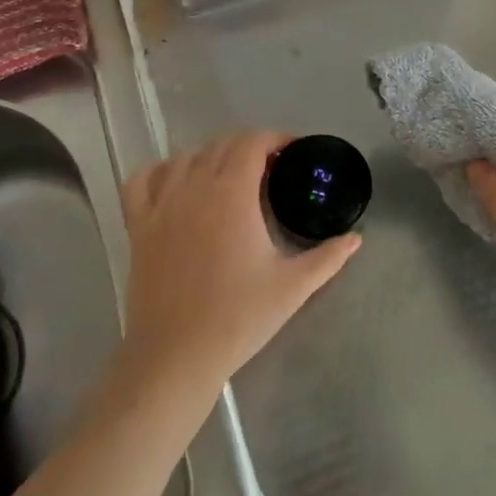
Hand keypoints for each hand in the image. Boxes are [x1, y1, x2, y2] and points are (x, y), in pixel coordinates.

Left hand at [119, 131, 360, 400]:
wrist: (177, 356)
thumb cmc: (239, 317)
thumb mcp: (293, 287)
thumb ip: (329, 257)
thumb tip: (356, 238)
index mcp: (232, 194)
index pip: (252, 143)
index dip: (275, 139)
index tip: (293, 153)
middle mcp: (194, 187)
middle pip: (221, 145)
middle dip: (249, 148)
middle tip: (271, 170)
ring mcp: (161, 205)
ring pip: (185, 158)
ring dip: (211, 157)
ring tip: (229, 178)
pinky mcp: (139, 226)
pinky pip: (142, 180)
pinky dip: (160, 172)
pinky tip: (176, 184)